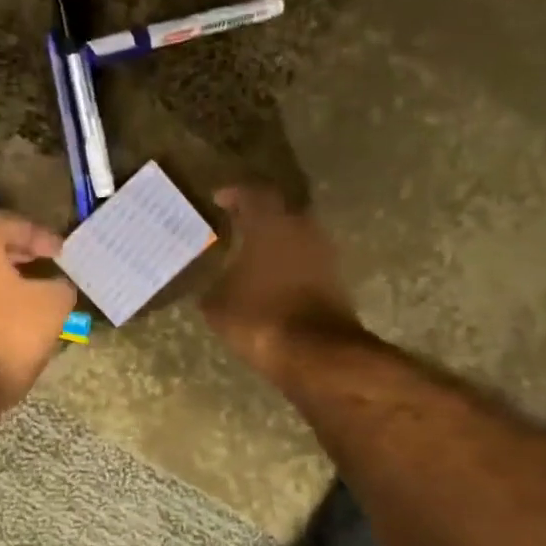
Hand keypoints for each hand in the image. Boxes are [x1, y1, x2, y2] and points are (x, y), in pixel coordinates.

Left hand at [0, 211, 77, 410]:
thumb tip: (56, 287)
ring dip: (2, 283)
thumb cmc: (2, 334)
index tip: (63, 254)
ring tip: (31, 298)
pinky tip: (7, 322)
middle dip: (20, 257)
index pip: (11, 224)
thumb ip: (59, 287)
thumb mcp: (51, 307)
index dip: (42, 237)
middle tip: (47, 269)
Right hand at [201, 186, 361, 382]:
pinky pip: (305, 260)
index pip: (251, 193)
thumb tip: (210, 283)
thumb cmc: (259, 317)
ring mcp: (323, 252)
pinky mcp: (334, 278)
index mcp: (269, 222)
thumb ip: (213, 285)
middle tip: (234, 224)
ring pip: (294, 235)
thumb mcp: (217, 305)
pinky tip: (270, 278)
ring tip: (250, 254)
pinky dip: (287, 264)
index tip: (218, 200)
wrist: (316, 352)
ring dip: (274, 241)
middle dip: (257, 216)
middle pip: (278, 210)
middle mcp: (300, 227)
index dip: (233, 194)